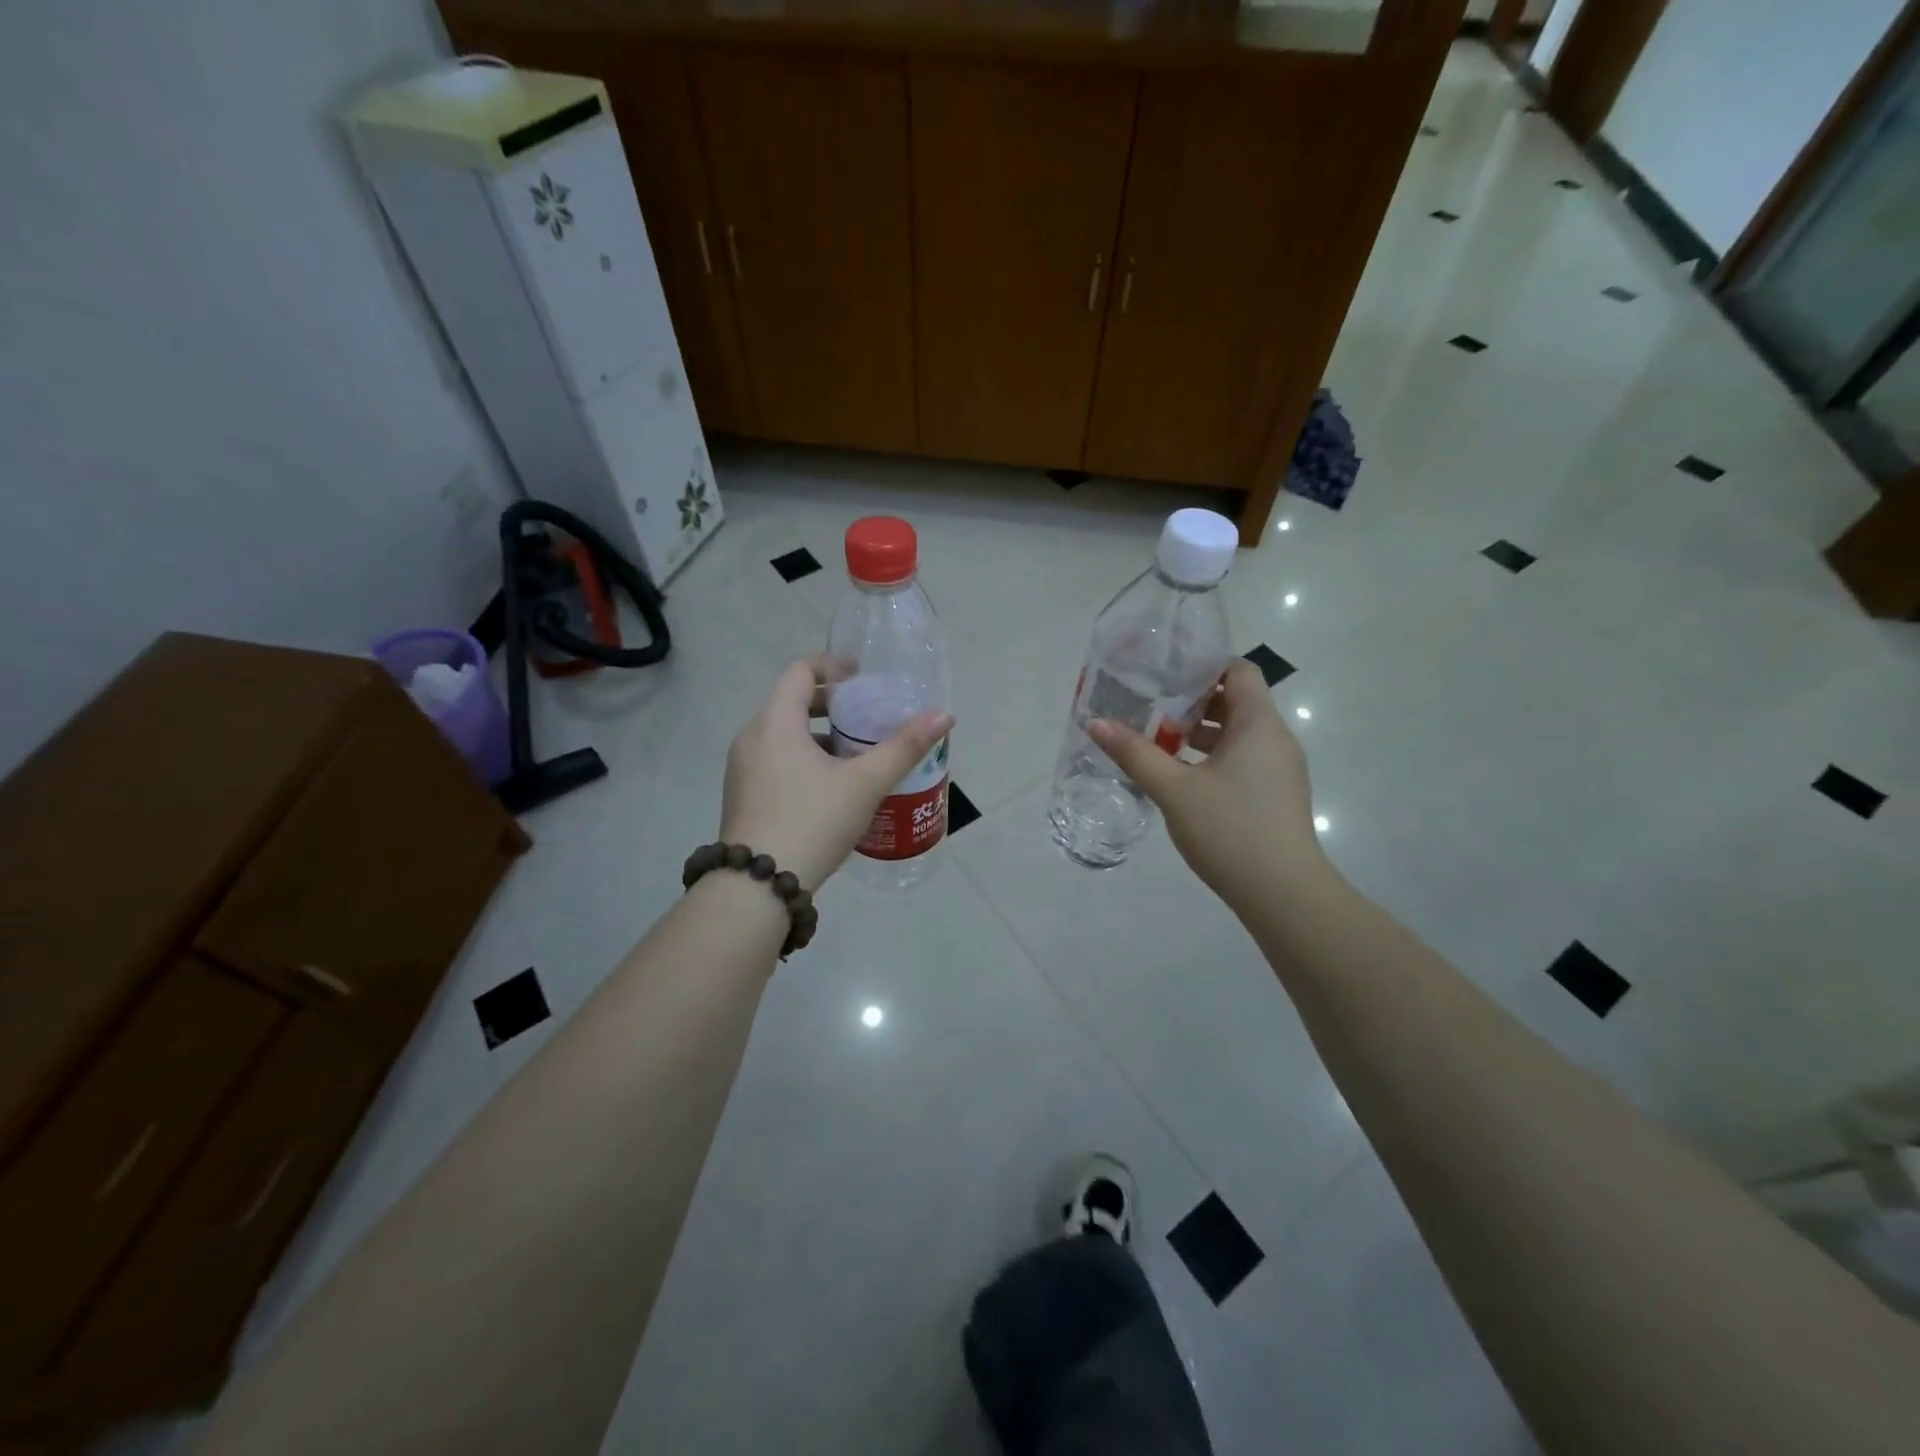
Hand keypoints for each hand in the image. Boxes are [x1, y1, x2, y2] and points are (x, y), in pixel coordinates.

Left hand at [719, 657, 954, 892]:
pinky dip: (801, 759)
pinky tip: (830, 789)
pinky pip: (774, 760)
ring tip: (855, 756)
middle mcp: (751, 737)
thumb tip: (944, 716)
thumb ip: (904, 747)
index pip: (800, 670)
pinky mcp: (742, 796)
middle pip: (791, 701)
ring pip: (782, 734)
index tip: (863, 679)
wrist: (757, 886)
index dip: (833, 666)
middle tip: (866, 718)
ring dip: (817, 735)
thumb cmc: (812, 821)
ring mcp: (741, 769)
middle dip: (830, 704)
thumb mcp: (865, 783)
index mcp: (775, 722)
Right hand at [1088, 659, 1326, 911]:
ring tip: (1157, 738)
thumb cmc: (1229, 830)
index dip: (1203, 664)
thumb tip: (1095, 723)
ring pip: (1238, 733)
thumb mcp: (1173, 789)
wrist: (1283, 893)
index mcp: (1258, 724)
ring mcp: (1279, 768)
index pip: (1238, 670)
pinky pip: (1243, 758)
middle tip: (1150, 703)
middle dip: (1192, 700)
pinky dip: (1212, 756)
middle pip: (1236, 700)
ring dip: (1200, 732)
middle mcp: (1275, 738)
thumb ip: (1134, 753)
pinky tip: (1180, 775)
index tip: (1164, 671)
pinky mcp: (1275, 794)